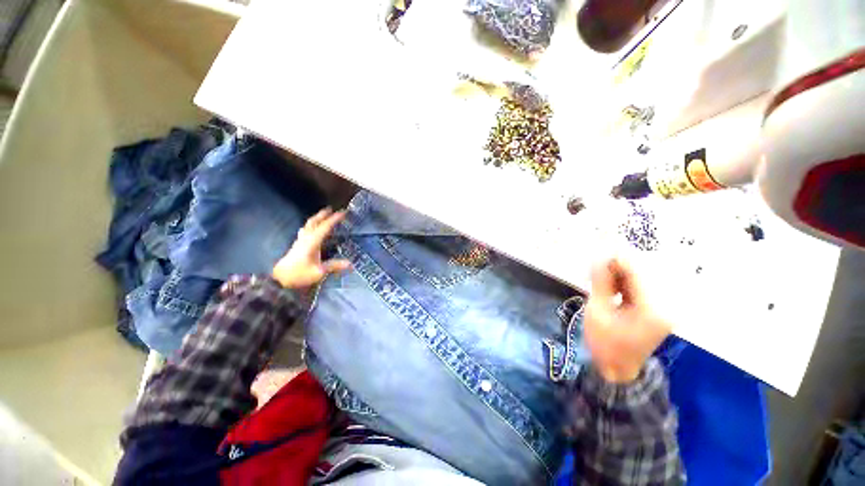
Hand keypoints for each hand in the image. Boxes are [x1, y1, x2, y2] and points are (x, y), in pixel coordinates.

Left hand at [271, 208, 351, 288]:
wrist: (279, 280)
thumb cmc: (299, 274)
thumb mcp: (319, 272)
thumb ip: (334, 266)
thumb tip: (351, 264)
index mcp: (312, 242)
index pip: (325, 227)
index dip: (334, 219)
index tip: (343, 213)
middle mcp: (306, 238)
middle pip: (314, 222)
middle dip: (322, 215)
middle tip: (331, 209)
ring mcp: (300, 241)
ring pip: (308, 225)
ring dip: (316, 219)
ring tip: (322, 216)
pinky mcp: (297, 246)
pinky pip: (305, 230)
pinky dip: (311, 226)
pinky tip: (311, 229)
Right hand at [584, 259, 670, 383]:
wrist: (616, 369)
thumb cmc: (604, 343)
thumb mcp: (597, 311)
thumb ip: (601, 283)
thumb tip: (599, 258)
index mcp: (651, 309)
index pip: (637, 273)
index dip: (617, 258)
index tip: (598, 251)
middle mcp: (663, 306)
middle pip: (641, 275)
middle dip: (617, 266)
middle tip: (595, 266)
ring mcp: (661, 309)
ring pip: (640, 280)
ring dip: (619, 275)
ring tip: (599, 277)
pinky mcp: (655, 311)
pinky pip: (639, 289)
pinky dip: (623, 284)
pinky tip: (610, 287)